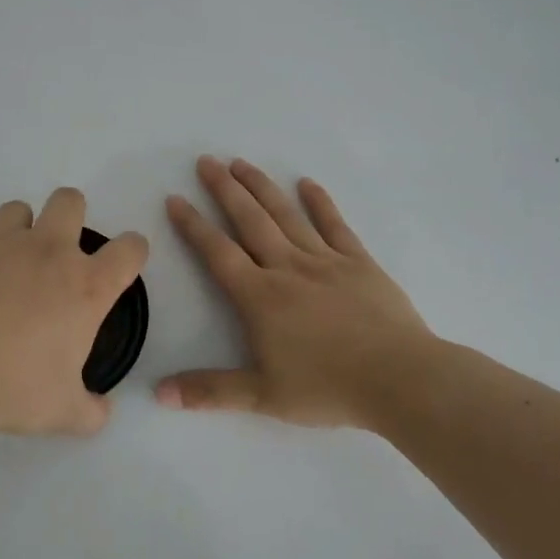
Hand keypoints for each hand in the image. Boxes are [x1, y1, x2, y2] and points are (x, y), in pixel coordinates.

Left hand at [0, 187, 148, 438]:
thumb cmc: (9, 389)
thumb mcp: (62, 413)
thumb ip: (91, 411)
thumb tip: (101, 411)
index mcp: (84, 286)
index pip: (129, 249)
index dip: (132, 252)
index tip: (121, 265)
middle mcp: (46, 252)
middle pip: (71, 201)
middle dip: (72, 217)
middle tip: (57, 256)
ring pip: (19, 211)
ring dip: (21, 232)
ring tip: (6, 269)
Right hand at [159, 157, 435, 428]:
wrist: (400, 379)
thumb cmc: (328, 388)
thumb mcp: (262, 397)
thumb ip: (209, 391)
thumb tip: (159, 394)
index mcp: (260, 297)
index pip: (217, 253)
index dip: (193, 225)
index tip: (175, 198)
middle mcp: (287, 268)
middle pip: (250, 221)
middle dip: (224, 189)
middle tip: (206, 161)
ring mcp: (325, 261)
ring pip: (286, 215)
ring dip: (262, 187)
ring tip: (242, 163)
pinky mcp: (359, 262)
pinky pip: (335, 225)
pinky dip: (320, 202)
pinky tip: (307, 183)